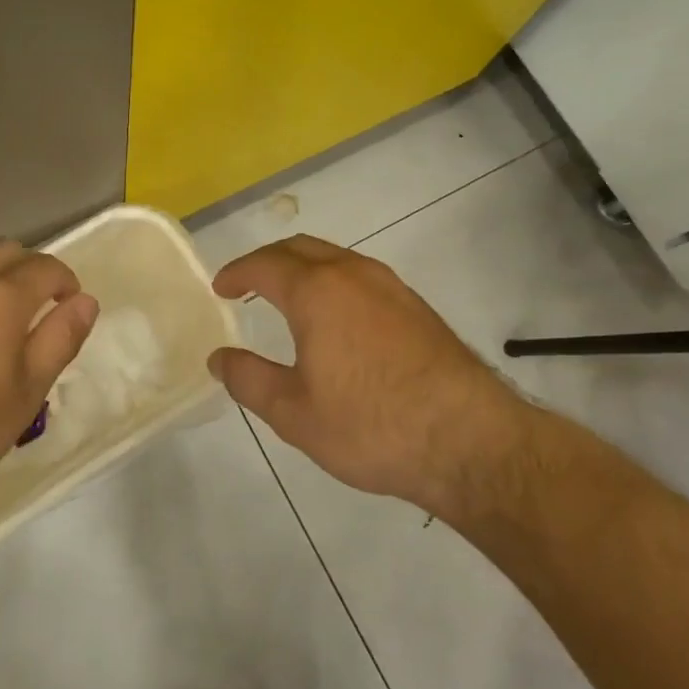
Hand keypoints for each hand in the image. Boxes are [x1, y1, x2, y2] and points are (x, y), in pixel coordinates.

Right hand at [209, 236, 531, 519]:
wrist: (469, 440)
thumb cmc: (370, 425)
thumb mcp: (293, 412)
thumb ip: (248, 379)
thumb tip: (219, 357)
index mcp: (317, 291)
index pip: (264, 264)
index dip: (237, 272)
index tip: (220, 287)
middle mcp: (353, 274)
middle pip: (300, 248)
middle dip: (268, 261)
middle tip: (248, 284)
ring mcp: (390, 286)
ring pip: (335, 258)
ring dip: (303, 267)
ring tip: (287, 297)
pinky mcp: (416, 306)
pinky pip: (361, 276)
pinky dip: (333, 281)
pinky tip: (336, 318)